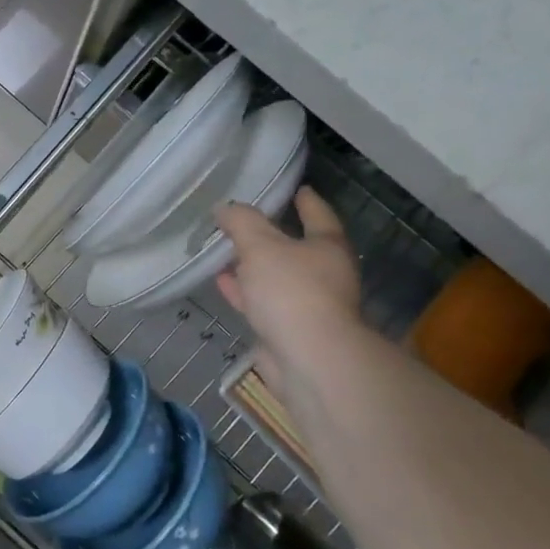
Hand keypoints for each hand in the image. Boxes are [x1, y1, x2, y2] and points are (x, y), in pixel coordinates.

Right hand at [215, 189, 363, 388]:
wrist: (308, 359)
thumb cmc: (291, 291)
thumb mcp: (260, 245)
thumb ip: (241, 222)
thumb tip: (225, 207)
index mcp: (327, 248)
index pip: (318, 215)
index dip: (306, 201)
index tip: (296, 189)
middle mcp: (324, 275)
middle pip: (295, 248)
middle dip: (271, 236)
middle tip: (244, 221)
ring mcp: (307, 305)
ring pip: (275, 277)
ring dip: (252, 266)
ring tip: (224, 251)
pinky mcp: (288, 330)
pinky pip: (262, 302)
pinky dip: (243, 291)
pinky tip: (222, 282)